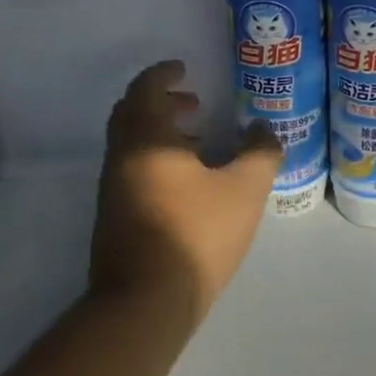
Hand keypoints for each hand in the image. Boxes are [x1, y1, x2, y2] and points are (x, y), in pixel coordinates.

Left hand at [90, 61, 281, 332]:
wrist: (142, 306)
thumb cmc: (195, 234)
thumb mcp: (243, 190)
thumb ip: (260, 153)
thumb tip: (263, 129)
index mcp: (146, 139)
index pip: (145, 89)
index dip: (164, 74)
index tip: (184, 69)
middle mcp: (122, 157)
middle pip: (132, 113)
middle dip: (161, 102)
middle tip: (194, 104)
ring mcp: (112, 190)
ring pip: (131, 144)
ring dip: (160, 132)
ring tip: (198, 142)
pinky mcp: (113, 218)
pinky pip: (132, 170)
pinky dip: (155, 159)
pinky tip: (187, 182)